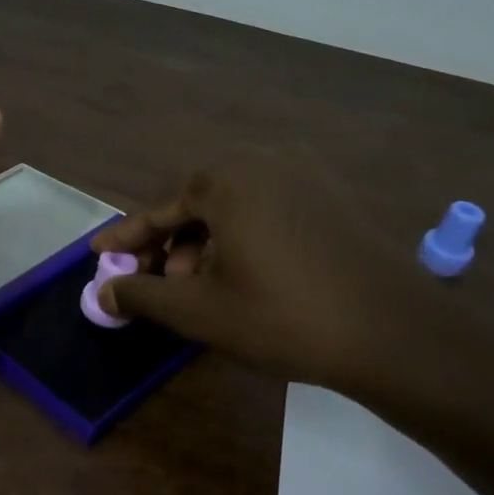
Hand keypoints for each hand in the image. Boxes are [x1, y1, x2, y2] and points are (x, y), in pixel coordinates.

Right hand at [91, 157, 493, 419]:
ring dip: (207, 244)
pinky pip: (270, 209)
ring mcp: (308, 175)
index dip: (128, 237)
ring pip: (236, 206)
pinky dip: (244, 238)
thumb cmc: (284, 317)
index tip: (99, 254)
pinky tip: (245, 276)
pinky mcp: (335, 197)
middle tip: (158, 284)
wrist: (394, 333)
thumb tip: (102, 291)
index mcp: (229, 178)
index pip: (161, 208)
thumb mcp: (200, 310)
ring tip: (201, 288)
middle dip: (172, 245)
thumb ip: (142, 294)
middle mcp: (267, 161)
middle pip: (199, 202)